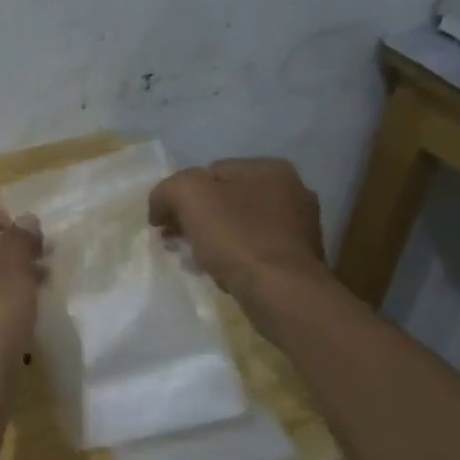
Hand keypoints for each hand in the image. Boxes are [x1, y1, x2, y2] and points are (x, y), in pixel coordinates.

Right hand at [148, 158, 326, 298]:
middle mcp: (291, 191)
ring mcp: (299, 226)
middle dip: (195, 219)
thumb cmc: (236, 238)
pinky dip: (235, 258)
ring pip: (239, 227)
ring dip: (214, 240)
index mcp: (269, 168)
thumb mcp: (189, 196)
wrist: (280, 291)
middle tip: (174, 242)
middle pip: (225, 200)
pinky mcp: (298, 258)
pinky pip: (254, 251)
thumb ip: (168, 190)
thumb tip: (160, 207)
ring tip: (195, 261)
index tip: (164, 223)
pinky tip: (222, 273)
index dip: (180, 196)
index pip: (209, 173)